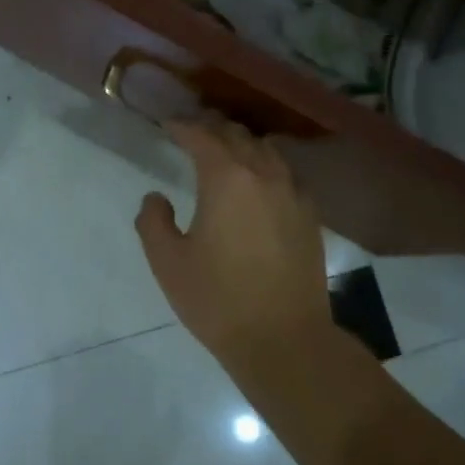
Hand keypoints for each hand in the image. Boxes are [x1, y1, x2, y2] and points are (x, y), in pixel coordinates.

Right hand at [135, 119, 335, 386]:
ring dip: (242, 144)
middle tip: (191, 133)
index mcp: (226, 179)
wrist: (283, 339)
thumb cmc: (217, 299)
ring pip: (267, 151)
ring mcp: (294, 195)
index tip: (166, 125)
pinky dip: (266, 167)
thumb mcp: (168, 263)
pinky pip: (286, 175)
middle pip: (238, 136)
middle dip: (212, 129)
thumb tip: (156, 198)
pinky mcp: (310, 217)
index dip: (182, 126)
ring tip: (224, 152)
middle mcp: (264, 175)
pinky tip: (259, 183)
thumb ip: (153, 222)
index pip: (202, 136)